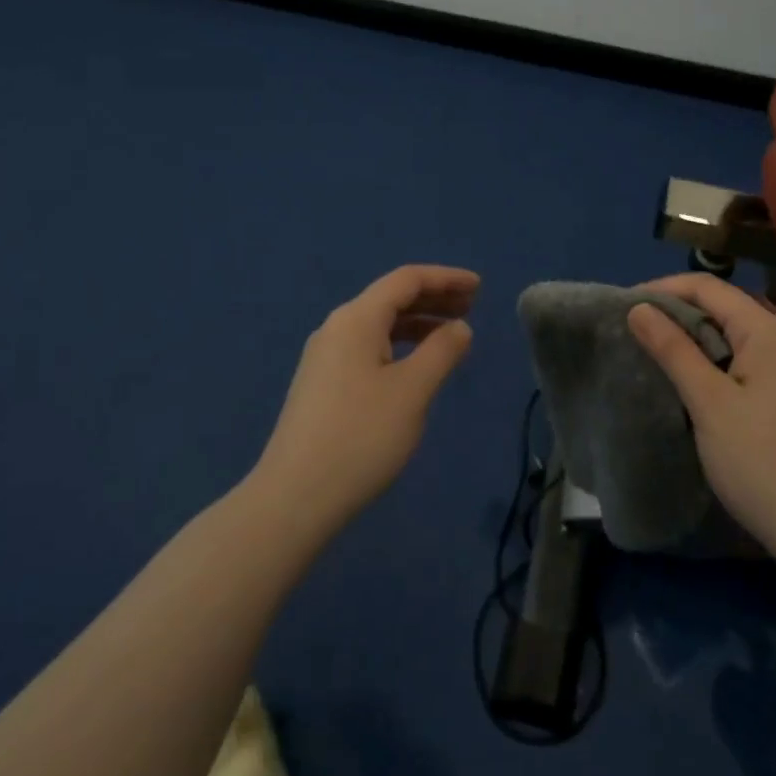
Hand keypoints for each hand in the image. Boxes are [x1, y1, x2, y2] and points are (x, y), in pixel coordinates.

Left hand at [254, 265, 478, 529]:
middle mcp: (336, 328)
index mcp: (356, 319)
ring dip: (417, 323)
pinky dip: (398, 346)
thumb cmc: (361, 436)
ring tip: (451, 336)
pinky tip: (415, 366)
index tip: (480, 287)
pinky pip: (367, 347)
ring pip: (378, 325)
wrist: (295, 497)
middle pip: (390, 298)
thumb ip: (441, 351)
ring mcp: (324, 357)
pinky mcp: (322, 384)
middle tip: (472, 307)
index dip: (445, 278)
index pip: (406, 280)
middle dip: (433, 298)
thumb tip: (459, 327)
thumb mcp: (412, 391)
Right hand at [626, 274, 775, 551]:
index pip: (708, 287)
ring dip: (690, 339)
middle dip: (674, 313)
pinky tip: (687, 381)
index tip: (622, 306)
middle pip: (720, 307)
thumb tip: (638, 307)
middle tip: (631, 331)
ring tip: (651, 352)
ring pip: (730, 335)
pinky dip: (710, 362)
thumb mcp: (709, 402)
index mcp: (768, 331)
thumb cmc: (761, 462)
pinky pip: (741, 360)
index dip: (662, 289)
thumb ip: (673, 349)